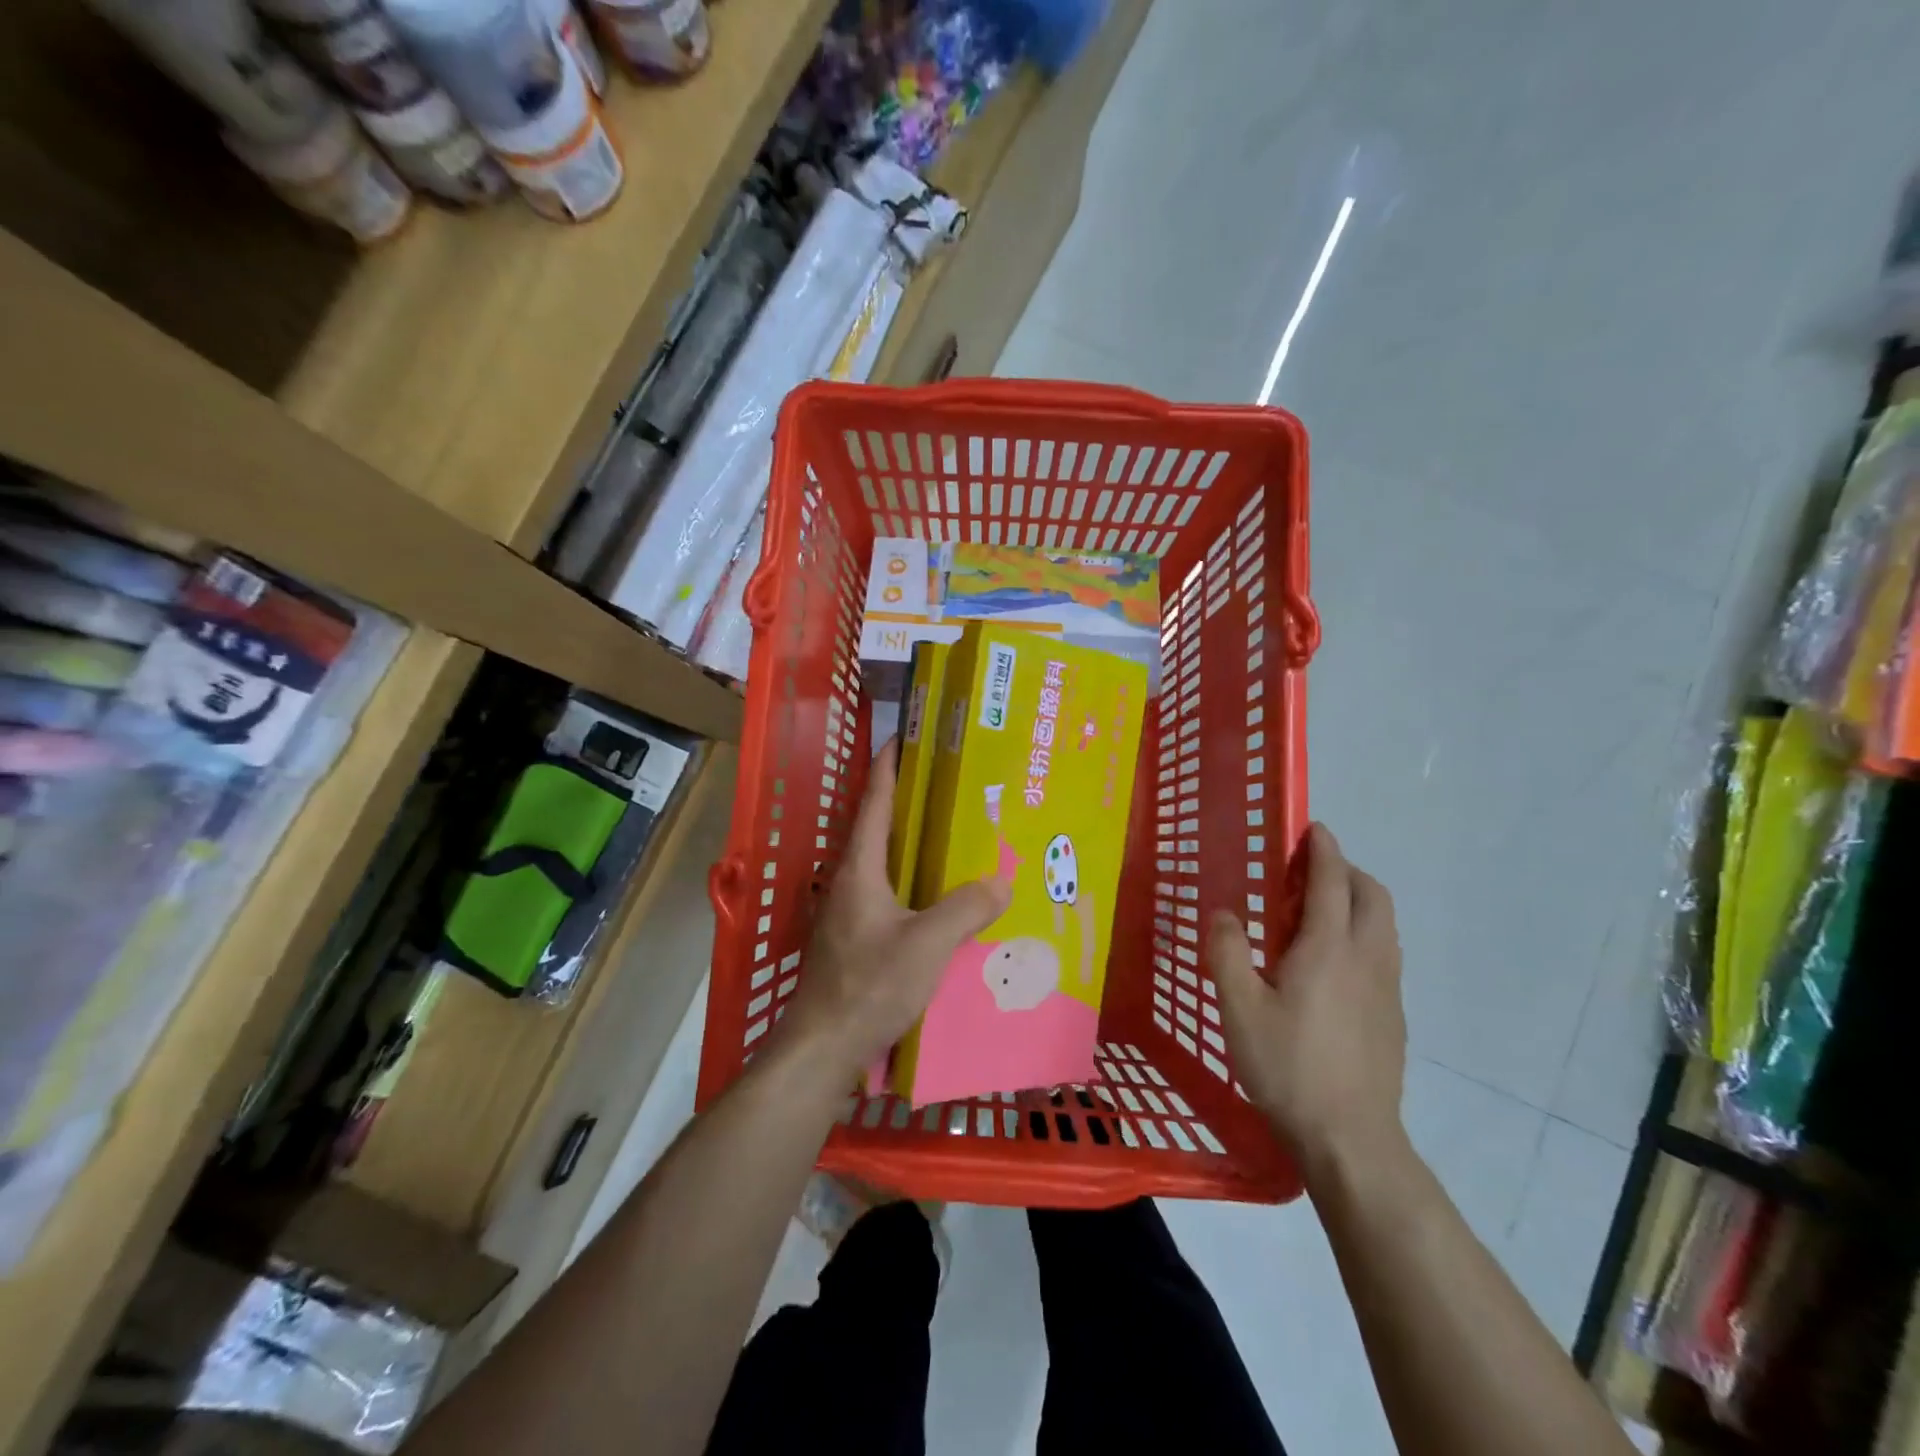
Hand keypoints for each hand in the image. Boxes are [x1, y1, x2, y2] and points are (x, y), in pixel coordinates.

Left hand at [780, 740, 1012, 1083]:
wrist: (822, 1047)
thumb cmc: (870, 985)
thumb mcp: (927, 944)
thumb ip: (965, 909)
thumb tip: (1000, 880)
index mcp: (859, 870)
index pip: (873, 804)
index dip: (887, 768)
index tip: (902, 738)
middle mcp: (848, 883)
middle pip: (877, 830)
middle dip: (906, 803)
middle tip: (945, 786)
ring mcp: (846, 914)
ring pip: (882, 866)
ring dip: (909, 846)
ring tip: (949, 838)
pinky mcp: (852, 941)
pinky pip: (887, 896)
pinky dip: (911, 883)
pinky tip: (937, 900)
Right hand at [1209, 824, 1407, 1178]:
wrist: (1351, 1139)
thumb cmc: (1288, 1067)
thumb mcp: (1239, 1008)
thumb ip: (1227, 953)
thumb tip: (1224, 913)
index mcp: (1328, 948)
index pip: (1332, 881)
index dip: (1323, 849)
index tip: (1312, 828)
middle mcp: (1367, 958)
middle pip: (1372, 895)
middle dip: (1347, 870)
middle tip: (1309, 872)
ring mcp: (1387, 989)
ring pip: (1384, 925)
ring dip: (1359, 902)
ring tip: (1318, 914)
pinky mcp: (1394, 1016)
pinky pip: (1384, 954)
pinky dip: (1364, 934)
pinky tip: (1331, 966)